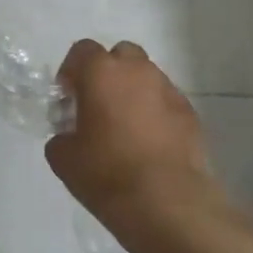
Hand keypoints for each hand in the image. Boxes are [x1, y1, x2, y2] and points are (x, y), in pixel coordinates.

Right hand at [45, 40, 221, 238]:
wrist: (167, 202)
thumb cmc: (106, 173)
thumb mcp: (63, 158)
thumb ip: (61, 136)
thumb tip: (69, 136)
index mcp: (101, 73)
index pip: (82, 50)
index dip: (71, 71)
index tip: (67, 98)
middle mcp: (138, 71)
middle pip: (120, 55)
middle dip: (108, 73)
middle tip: (97, 105)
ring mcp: (169, 90)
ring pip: (146, 77)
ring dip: (133, 93)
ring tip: (125, 128)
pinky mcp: (190, 114)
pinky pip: (166, 102)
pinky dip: (155, 113)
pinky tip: (149, 144)